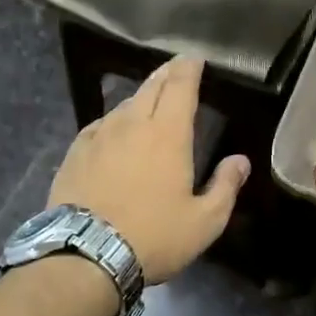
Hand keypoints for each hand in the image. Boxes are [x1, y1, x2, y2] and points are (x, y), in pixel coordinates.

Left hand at [49, 56, 249, 283]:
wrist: (84, 257)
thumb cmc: (153, 237)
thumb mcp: (204, 221)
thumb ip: (225, 186)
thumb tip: (241, 161)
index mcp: (168, 134)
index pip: (180, 86)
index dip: (189, 68)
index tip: (195, 58)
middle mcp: (132, 124)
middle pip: (151, 87)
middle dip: (166, 74)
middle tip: (176, 68)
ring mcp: (99, 137)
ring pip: (124, 105)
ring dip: (141, 96)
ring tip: (149, 99)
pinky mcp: (75, 153)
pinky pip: (100, 125)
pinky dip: (114, 120)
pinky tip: (114, 129)